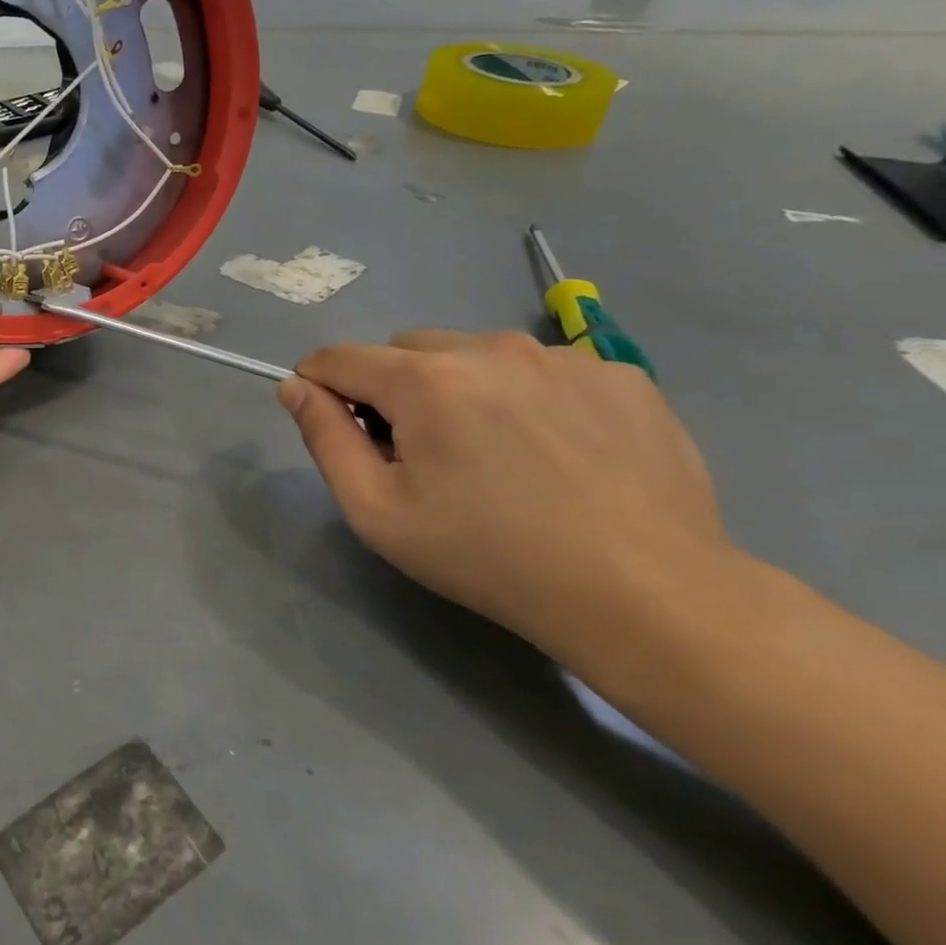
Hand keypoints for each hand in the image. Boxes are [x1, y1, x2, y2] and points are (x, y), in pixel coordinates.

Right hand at [277, 330, 733, 659]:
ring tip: (496, 454)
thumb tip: (296, 387)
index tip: (337, 427)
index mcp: (426, 380)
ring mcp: (563, 357)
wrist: (649, 596)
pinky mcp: (621, 375)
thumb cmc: (490, 558)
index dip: (322, 386)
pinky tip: (555, 452)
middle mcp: (491, 348)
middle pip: (406, 350)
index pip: (340, 357)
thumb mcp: (378, 512)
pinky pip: (541, 370)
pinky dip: (526, 396)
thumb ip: (324, 438)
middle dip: (395, 389)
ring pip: (474, 354)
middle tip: (423, 454)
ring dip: (461, 388)